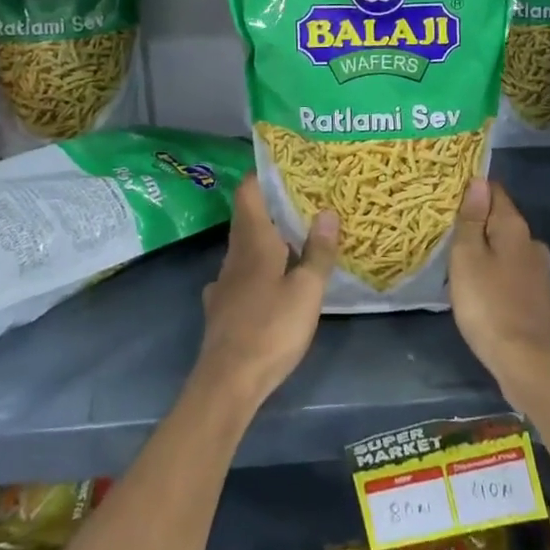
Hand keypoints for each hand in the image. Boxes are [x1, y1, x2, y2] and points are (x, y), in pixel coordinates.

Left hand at [194, 175, 338, 407]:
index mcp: (253, 241)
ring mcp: (224, 283)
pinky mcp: (221, 308)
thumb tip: (328, 211)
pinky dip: (257, 270)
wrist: (228, 381)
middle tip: (304, 201)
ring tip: (295, 239)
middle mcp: (234, 255)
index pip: (247, 192)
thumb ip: (318, 251)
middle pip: (247, 219)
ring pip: (244, 249)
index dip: (262, 176)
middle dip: (271, 207)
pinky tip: (271, 283)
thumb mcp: (307, 290)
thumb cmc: (271, 328)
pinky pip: (240, 277)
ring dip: (266, 240)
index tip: (286, 167)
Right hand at [448, 179, 549, 407]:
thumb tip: (478, 181)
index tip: (447, 196)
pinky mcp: (539, 296)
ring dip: (486, 249)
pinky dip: (495, 271)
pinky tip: (480, 287)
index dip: (472, 189)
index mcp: (515, 228)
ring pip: (506, 247)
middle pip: (500, 219)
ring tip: (458, 260)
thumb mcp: (467, 258)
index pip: (494, 191)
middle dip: (477, 221)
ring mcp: (540, 271)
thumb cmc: (488, 305)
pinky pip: (512, 270)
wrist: (528, 363)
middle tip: (446, 231)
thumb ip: (471, 219)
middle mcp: (532, 242)